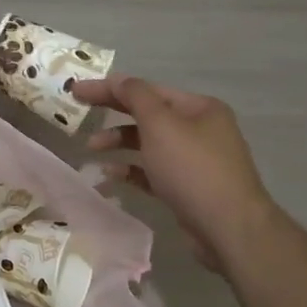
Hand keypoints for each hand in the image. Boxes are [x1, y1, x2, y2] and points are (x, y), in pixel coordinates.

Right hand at [74, 74, 281, 271]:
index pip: (147, 90)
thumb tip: (118, 79)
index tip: (77, 90)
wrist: (228, 228)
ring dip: (119, 143)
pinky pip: (153, 172)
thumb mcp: (161, 124)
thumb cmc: (192, 168)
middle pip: (147, 115)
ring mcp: (195, 161)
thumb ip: (136, 97)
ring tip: (91, 149)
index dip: (111, 88)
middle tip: (78, 112)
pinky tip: (109, 175)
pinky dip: (131, 170)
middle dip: (113, 114)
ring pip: (149, 144)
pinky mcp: (187, 188)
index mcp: (199, 108)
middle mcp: (200, 129)